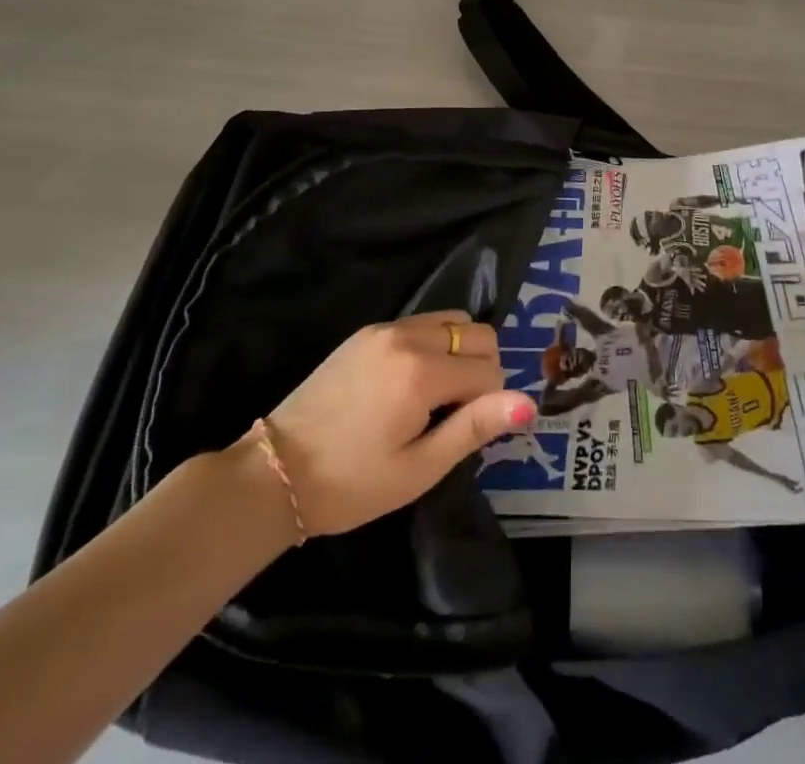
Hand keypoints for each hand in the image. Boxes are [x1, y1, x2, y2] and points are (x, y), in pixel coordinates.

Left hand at [251, 310, 536, 538]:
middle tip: (452, 415)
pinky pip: (423, 323)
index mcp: (422, 372)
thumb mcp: (419, 468)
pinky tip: (411, 383)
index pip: (490, 370)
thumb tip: (530, 403)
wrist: (274, 472)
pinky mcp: (367, 331)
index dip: (489, 403)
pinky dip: (434, 344)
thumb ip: (475, 428)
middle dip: (482, 370)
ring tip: (435, 397)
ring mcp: (385, 328)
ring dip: (460, 352)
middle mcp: (408, 336)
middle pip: (478, 334)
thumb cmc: (350, 484)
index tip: (460, 433)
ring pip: (453, 321)